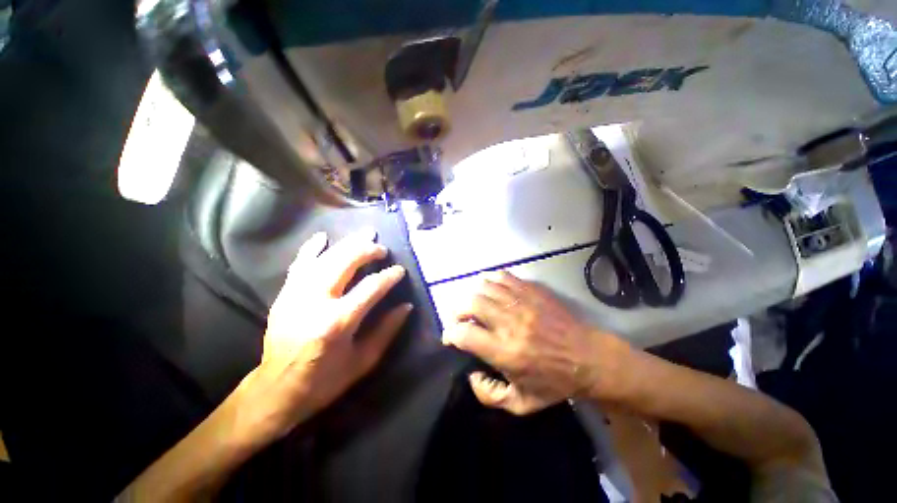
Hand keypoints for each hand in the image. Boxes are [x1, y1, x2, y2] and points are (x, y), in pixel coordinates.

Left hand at [239, 230, 411, 441]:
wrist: (276, 389)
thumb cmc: (324, 380)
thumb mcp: (363, 361)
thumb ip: (387, 331)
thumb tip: (406, 306)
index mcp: (338, 321)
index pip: (371, 287)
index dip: (389, 276)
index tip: (400, 271)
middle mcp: (316, 301)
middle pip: (346, 262)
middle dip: (368, 250)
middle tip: (382, 249)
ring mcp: (296, 294)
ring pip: (325, 257)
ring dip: (347, 243)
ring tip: (364, 236)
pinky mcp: (284, 294)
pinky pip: (299, 263)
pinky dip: (312, 248)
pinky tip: (323, 237)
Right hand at [442, 271, 629, 414]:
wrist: (590, 358)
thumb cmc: (556, 383)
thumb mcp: (522, 404)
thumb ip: (489, 396)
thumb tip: (471, 375)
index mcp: (505, 352)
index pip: (464, 335)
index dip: (450, 335)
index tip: (450, 338)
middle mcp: (510, 323)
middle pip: (471, 303)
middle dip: (458, 311)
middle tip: (462, 320)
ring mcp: (522, 303)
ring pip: (484, 287)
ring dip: (474, 296)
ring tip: (476, 306)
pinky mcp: (532, 291)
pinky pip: (503, 277)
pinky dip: (491, 282)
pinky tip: (493, 291)